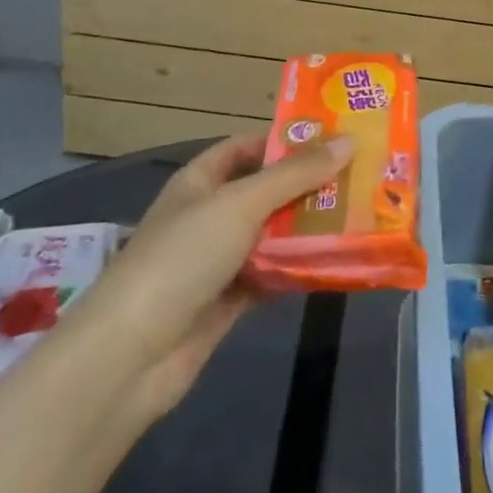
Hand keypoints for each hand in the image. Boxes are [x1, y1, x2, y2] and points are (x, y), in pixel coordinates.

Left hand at [66, 132, 352, 422]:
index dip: (283, 140)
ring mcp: (217, 261)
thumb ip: (295, 175)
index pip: (244, 148)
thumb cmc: (183, 258)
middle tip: (360, 177)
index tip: (332, 138)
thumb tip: (348, 142)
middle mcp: (208, 216)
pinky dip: (298, 268)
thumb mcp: (241, 204)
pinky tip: (337, 261)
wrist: (133, 354)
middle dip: (307, 185)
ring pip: (271, 235)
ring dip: (308, 228)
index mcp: (199, 182)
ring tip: (359, 214)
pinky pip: (271, 274)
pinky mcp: (228, 300)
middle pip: (264, 192)